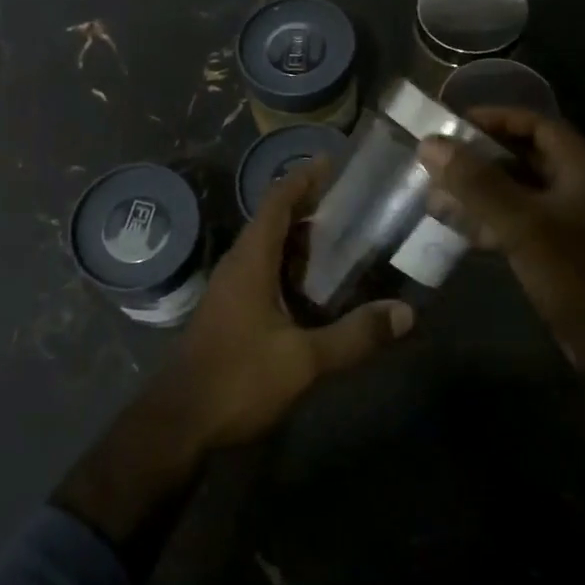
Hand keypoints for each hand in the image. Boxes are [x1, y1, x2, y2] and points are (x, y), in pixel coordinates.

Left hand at [157, 163, 414, 450]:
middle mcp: (238, 265)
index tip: (332, 162)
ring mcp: (230, 289)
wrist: (179, 422)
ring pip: (268, 249)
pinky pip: (263, 273)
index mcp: (251, 260)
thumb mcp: (303, 359)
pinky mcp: (230, 312)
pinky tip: (315, 288)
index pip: (277, 202)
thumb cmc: (237, 378)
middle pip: (273, 220)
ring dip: (299, 240)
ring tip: (342, 239)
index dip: (303, 178)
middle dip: (308, 207)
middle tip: (351, 204)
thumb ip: (354, 336)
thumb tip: (406, 314)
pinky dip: (290, 268)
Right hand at [419, 107, 584, 387]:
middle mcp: (574, 183)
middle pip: (520, 154)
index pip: (533, 123)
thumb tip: (429, 144)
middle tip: (436, 161)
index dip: (493, 118)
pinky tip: (454, 225)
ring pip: (513, 188)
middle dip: (477, 156)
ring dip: (476, 188)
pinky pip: (514, 219)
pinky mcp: (554, 246)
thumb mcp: (521, 223)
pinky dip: (485, 217)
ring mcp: (565, 217)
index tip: (451, 125)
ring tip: (435, 192)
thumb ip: (475, 182)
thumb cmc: (576, 274)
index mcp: (579, 166)